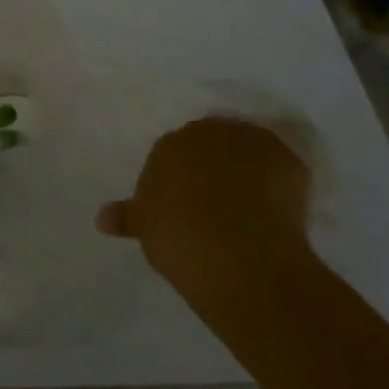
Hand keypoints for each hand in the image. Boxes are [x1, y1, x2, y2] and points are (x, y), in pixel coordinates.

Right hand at [97, 117, 312, 290]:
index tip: (186, 205)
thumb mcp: (146, 228)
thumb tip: (102, 218)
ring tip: (254, 206)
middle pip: (211, 143)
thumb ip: (127, 216)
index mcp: (167, 144)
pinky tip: (281, 208)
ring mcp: (248, 143)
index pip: (173, 153)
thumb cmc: (179, 237)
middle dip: (214, 165)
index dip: (180, 178)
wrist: (238, 255)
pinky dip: (282, 180)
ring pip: (246, 150)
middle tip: (218, 203)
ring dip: (248, 168)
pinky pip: (282, 164)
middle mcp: (205, 132)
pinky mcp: (287, 159)